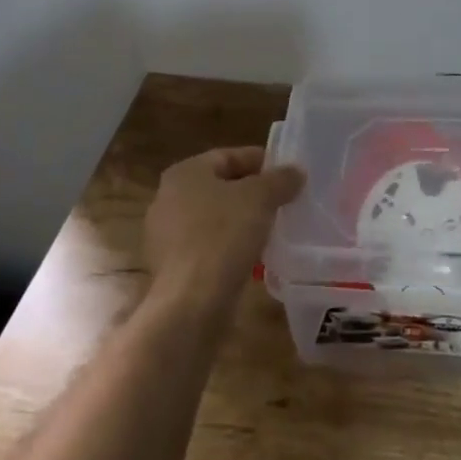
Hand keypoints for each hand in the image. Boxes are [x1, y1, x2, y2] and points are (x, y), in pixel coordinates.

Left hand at [144, 147, 304, 309]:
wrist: (191, 303)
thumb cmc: (224, 236)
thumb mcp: (261, 198)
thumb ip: (280, 179)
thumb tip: (295, 172)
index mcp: (185, 172)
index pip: (229, 156)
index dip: (262, 161)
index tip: (288, 174)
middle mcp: (168, 198)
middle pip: (220, 187)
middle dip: (252, 193)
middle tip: (283, 201)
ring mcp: (165, 235)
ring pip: (214, 219)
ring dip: (241, 222)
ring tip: (272, 230)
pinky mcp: (171, 267)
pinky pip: (207, 246)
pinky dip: (228, 247)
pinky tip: (252, 257)